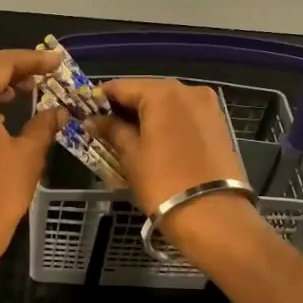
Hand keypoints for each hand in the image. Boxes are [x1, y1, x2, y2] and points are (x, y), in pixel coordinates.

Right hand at [91, 77, 267, 260]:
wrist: (214, 216)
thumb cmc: (163, 182)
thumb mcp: (131, 155)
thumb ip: (111, 130)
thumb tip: (92, 120)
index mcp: (163, 92)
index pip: (121, 86)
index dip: (99, 98)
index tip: (84, 112)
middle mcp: (188, 90)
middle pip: (146, 91)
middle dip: (124, 107)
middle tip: (103, 127)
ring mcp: (207, 106)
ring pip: (167, 103)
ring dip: (146, 116)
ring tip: (127, 137)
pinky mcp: (218, 124)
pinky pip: (183, 115)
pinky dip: (166, 123)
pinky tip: (153, 141)